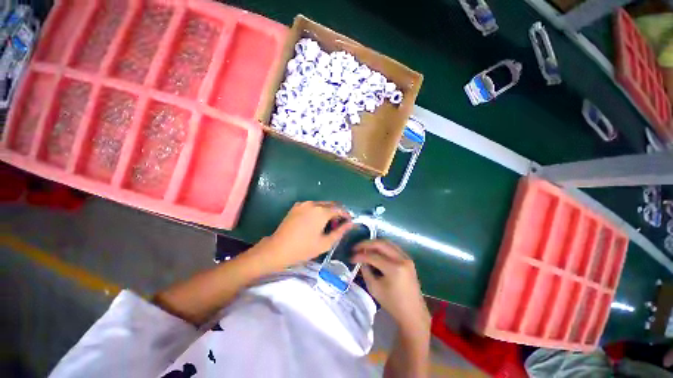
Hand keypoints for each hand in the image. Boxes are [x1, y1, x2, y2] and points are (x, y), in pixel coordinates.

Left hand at [262, 201, 353, 270]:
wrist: (278, 249)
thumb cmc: (303, 248)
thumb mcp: (325, 243)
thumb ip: (340, 231)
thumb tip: (351, 224)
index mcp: (321, 212)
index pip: (339, 209)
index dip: (346, 215)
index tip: (349, 222)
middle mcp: (313, 204)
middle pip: (331, 204)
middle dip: (337, 213)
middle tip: (338, 225)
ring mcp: (303, 204)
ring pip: (321, 204)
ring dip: (327, 211)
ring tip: (327, 225)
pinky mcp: (296, 206)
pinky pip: (312, 206)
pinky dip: (317, 211)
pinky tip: (315, 222)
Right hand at [352, 240, 429, 332]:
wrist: (413, 313)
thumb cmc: (392, 303)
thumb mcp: (374, 288)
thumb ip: (366, 271)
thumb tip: (362, 260)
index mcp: (394, 268)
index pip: (373, 256)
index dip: (360, 255)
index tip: (351, 257)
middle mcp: (401, 259)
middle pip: (381, 244)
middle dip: (366, 244)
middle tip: (356, 247)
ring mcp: (406, 258)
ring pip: (387, 243)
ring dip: (374, 244)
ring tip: (364, 248)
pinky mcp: (408, 259)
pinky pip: (393, 247)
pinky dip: (382, 247)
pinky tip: (375, 251)